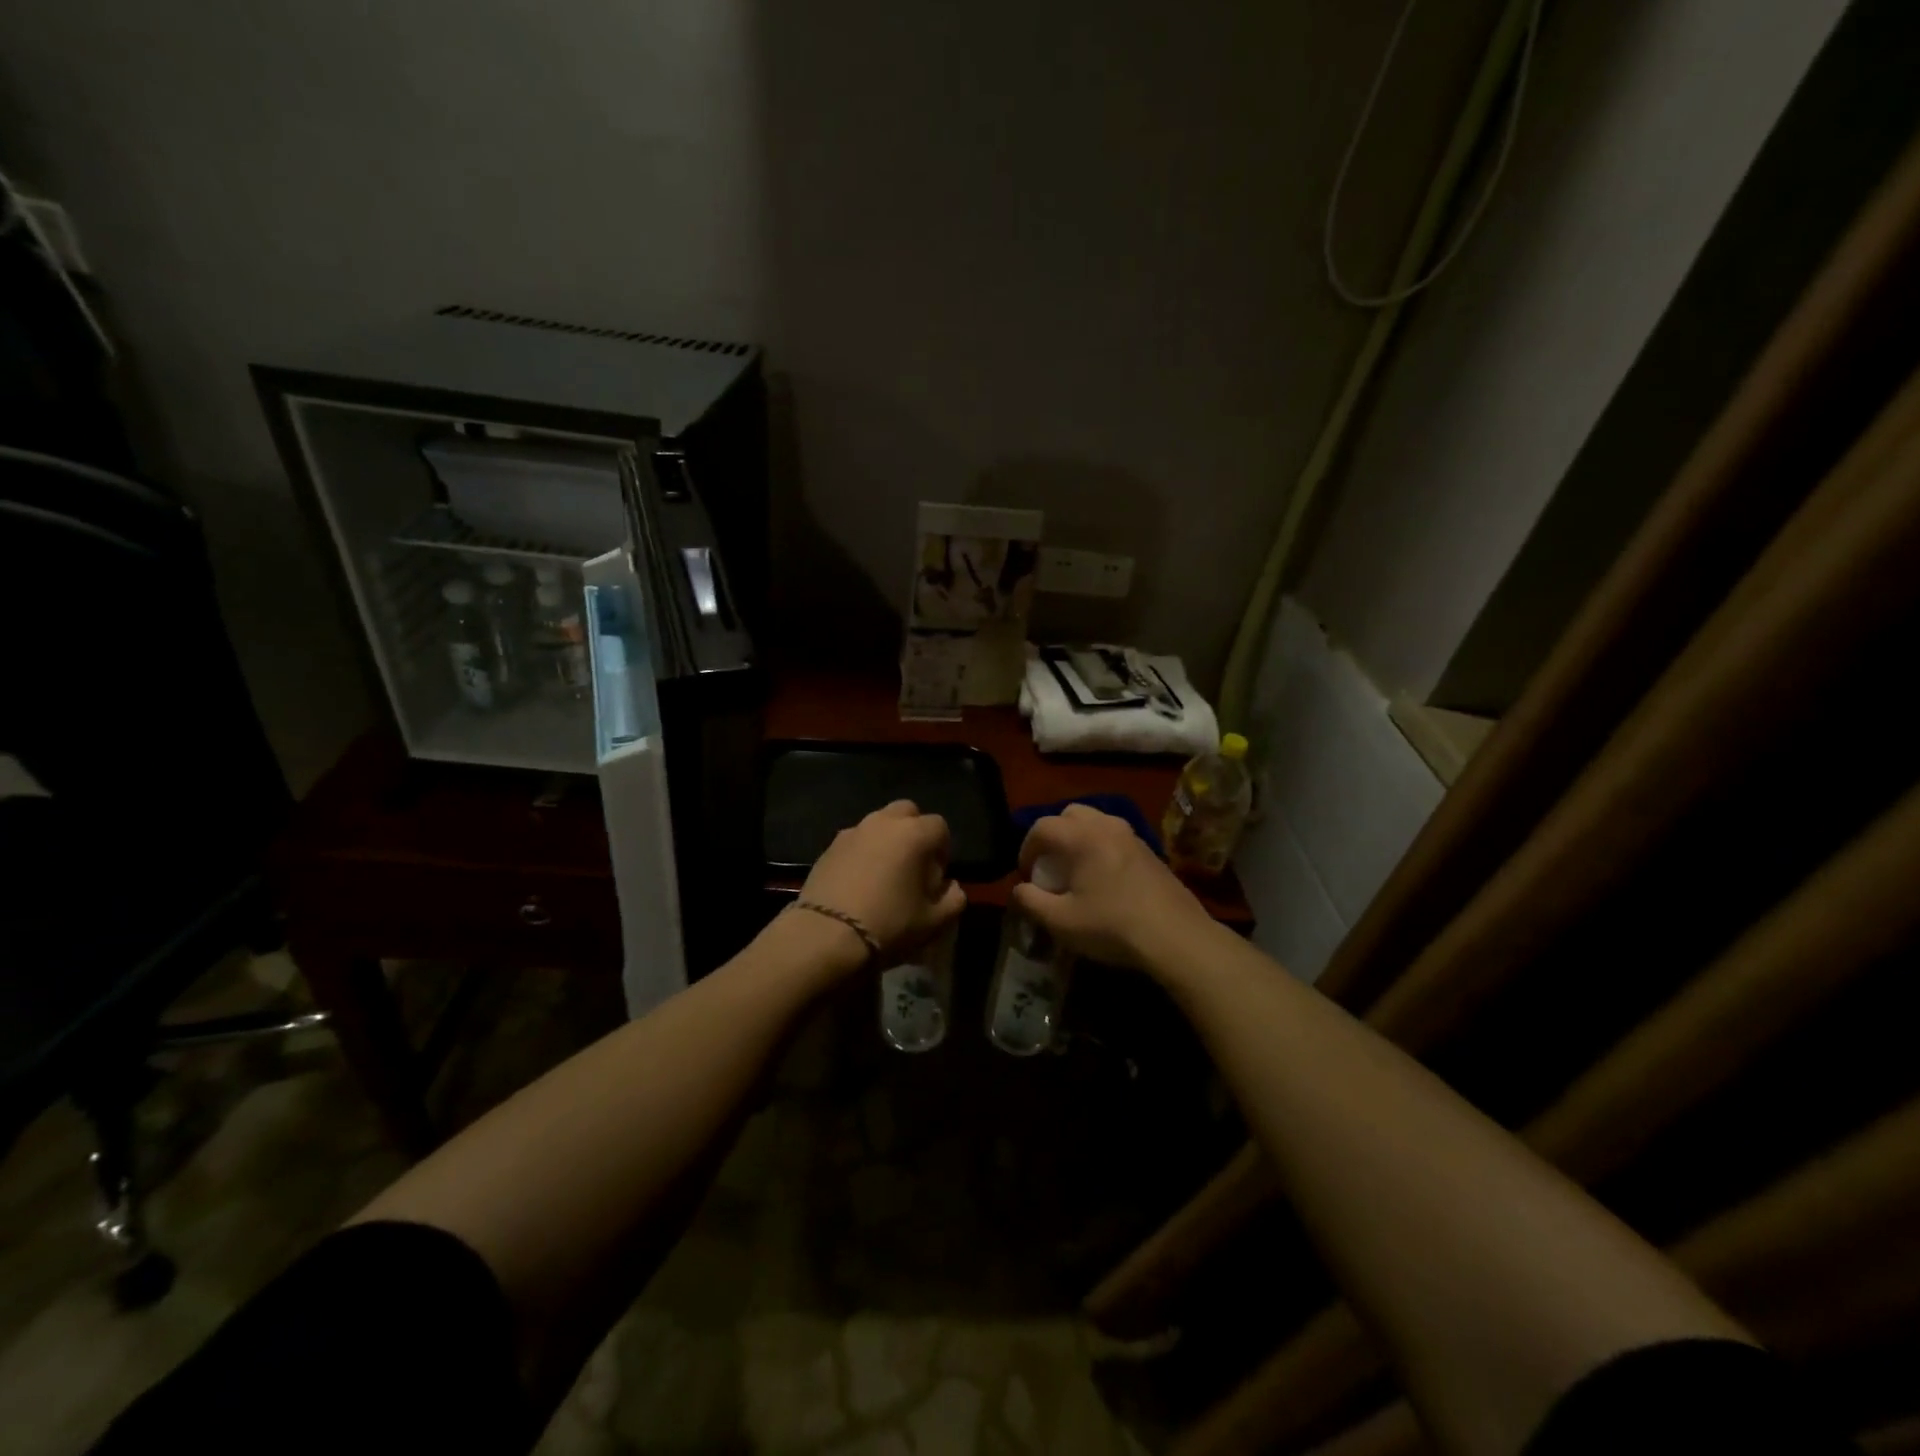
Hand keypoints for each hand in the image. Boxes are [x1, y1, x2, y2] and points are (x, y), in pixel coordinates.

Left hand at [796, 800, 966, 972]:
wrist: (826, 935)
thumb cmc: (889, 924)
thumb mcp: (934, 921)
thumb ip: (953, 898)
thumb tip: (951, 886)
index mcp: (914, 834)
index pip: (940, 827)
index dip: (943, 849)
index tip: (937, 875)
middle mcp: (884, 822)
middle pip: (907, 812)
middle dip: (915, 832)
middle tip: (913, 864)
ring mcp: (853, 831)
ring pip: (878, 823)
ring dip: (887, 840)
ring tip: (885, 873)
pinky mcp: (829, 846)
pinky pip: (855, 840)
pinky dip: (863, 852)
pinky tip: (859, 881)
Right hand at [1010, 805, 1213, 969]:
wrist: (1176, 937)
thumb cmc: (1112, 926)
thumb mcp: (1061, 922)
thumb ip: (1030, 901)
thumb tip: (1019, 890)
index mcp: (1082, 836)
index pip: (1042, 827)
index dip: (1026, 849)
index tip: (1026, 875)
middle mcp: (1107, 826)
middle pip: (1070, 814)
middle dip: (1053, 835)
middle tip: (1050, 866)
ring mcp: (1133, 836)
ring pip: (1096, 822)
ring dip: (1078, 839)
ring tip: (1076, 871)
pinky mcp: (1150, 851)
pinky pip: (1115, 836)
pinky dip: (1101, 847)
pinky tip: (1104, 880)